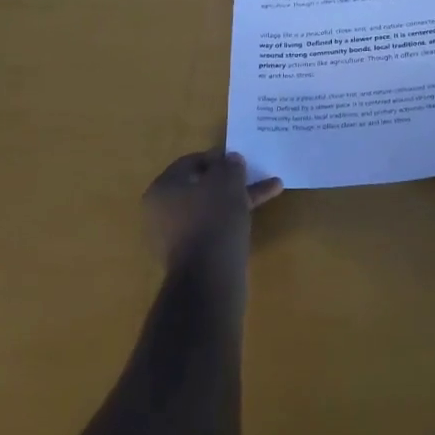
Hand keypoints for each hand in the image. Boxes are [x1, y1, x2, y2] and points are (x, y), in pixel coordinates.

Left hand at [144, 149, 282, 273]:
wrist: (209, 278)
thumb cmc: (213, 218)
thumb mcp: (227, 180)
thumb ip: (230, 165)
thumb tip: (231, 160)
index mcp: (162, 188)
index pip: (191, 162)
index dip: (218, 156)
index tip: (241, 159)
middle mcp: (162, 211)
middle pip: (202, 186)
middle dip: (233, 179)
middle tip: (255, 173)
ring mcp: (176, 236)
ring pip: (212, 207)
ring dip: (239, 197)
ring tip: (271, 189)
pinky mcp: (191, 256)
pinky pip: (213, 228)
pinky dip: (233, 219)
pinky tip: (255, 216)